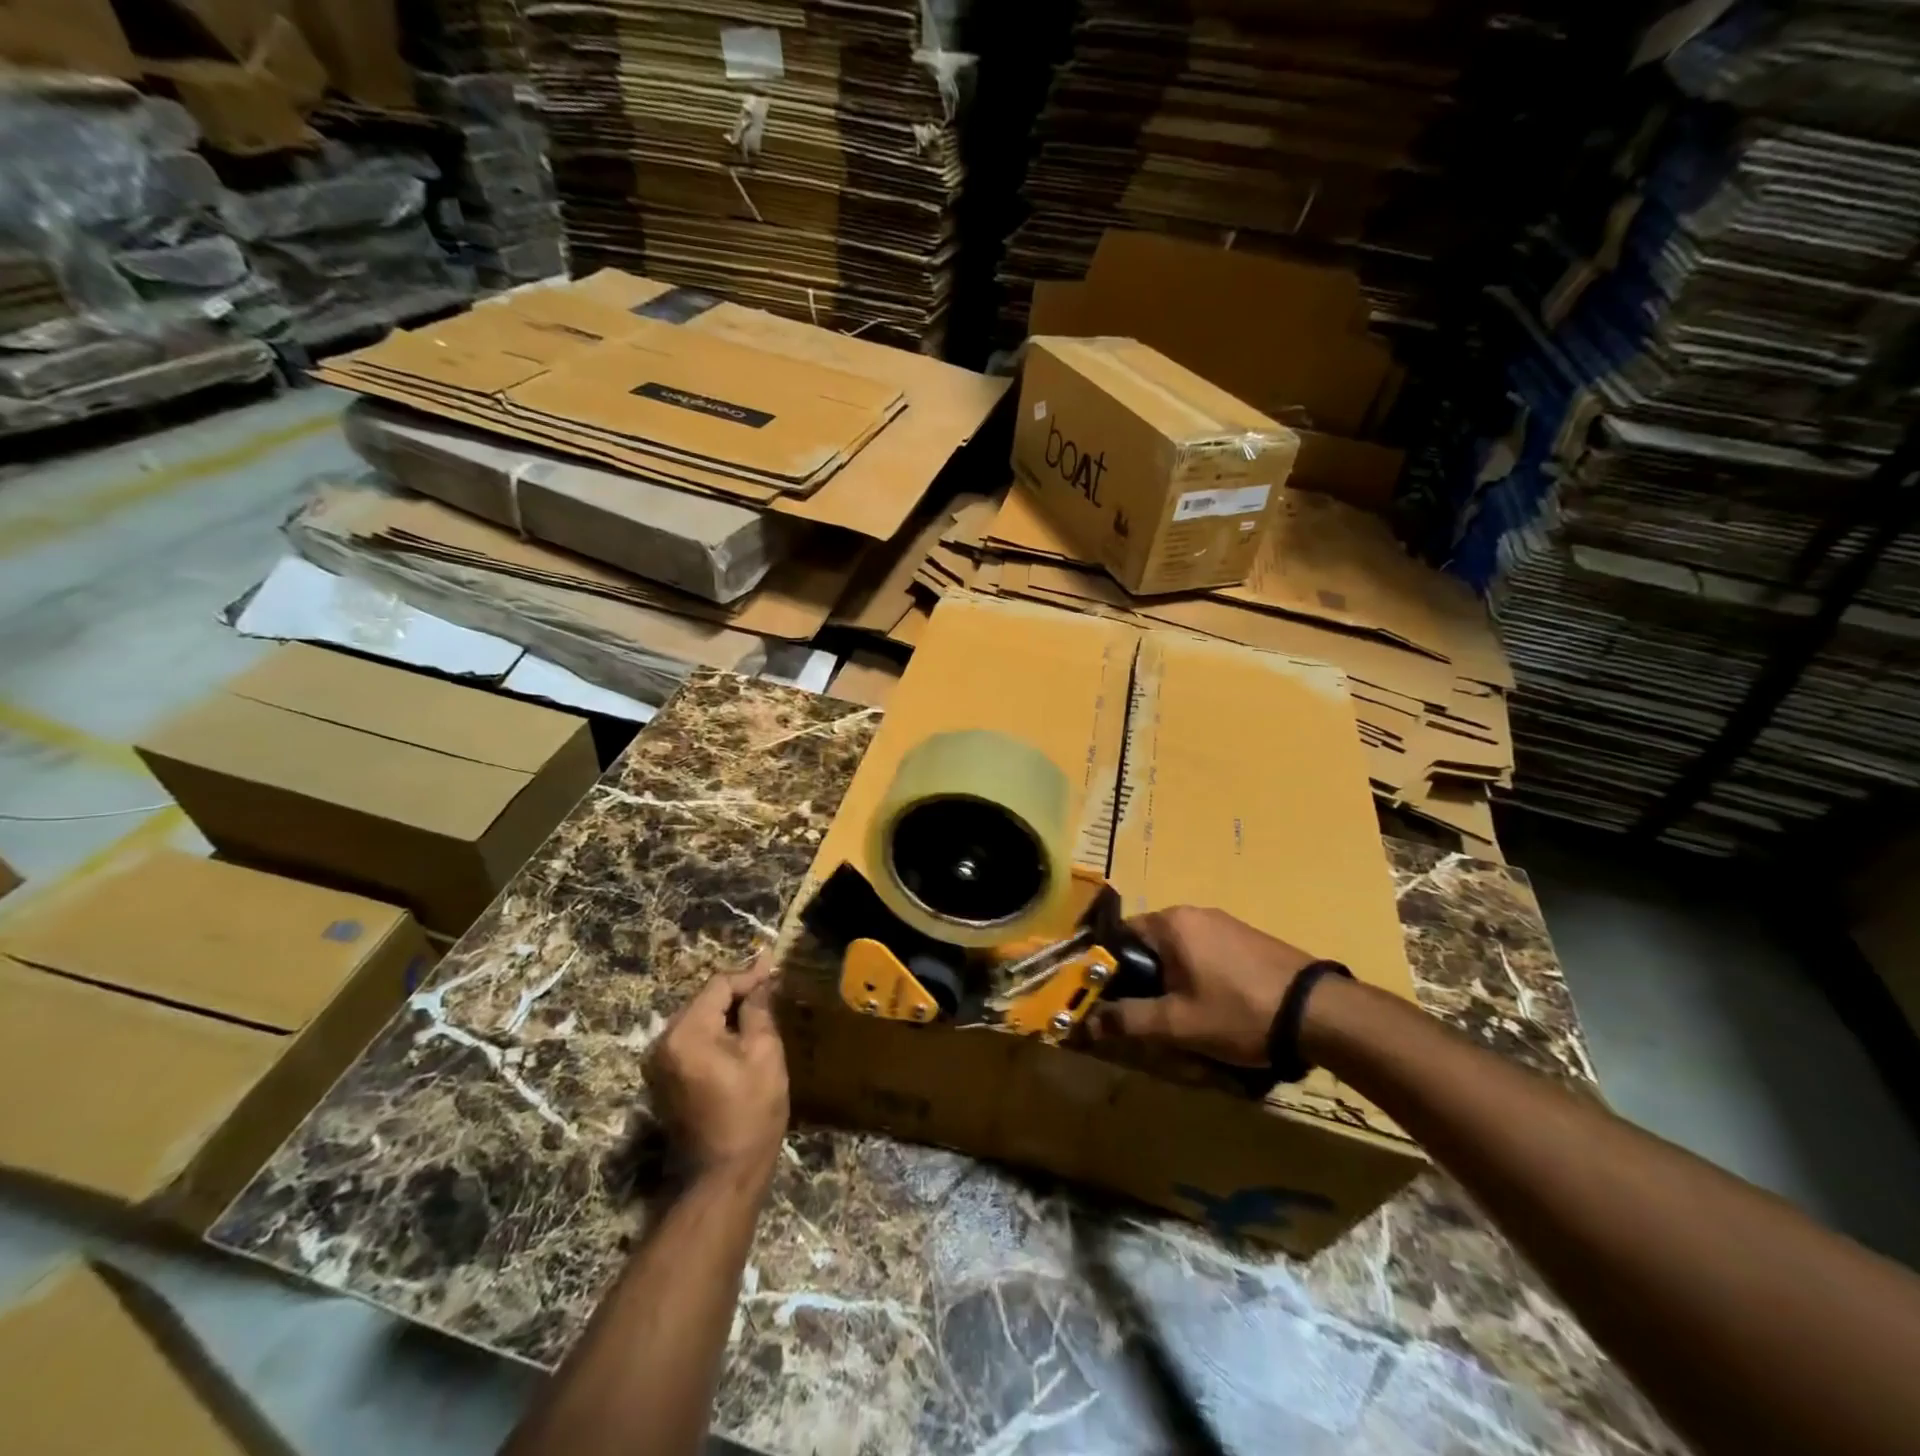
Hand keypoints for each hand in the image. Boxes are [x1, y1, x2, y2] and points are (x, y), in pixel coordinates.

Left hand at [645, 963, 788, 1184]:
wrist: (722, 1175)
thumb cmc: (750, 1111)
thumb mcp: (764, 1053)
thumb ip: (758, 1009)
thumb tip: (761, 977)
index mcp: (686, 1033)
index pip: (718, 986)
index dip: (749, 975)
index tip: (775, 966)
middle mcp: (662, 1043)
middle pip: (704, 1000)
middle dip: (737, 993)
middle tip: (770, 987)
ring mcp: (658, 1064)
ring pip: (697, 1019)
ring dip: (726, 1013)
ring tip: (759, 1009)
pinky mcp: (662, 1080)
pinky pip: (690, 1040)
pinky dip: (714, 1033)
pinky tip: (739, 1036)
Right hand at [1089, 906, 1316, 1065]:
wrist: (1319, 1013)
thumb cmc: (1239, 1012)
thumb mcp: (1178, 1024)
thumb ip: (1128, 1020)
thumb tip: (1084, 1023)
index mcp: (1171, 922)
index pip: (1119, 936)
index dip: (1107, 969)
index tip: (1106, 999)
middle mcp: (1194, 913)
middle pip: (1148, 944)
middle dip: (1141, 979)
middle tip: (1143, 1015)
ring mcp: (1223, 923)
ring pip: (1177, 951)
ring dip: (1169, 980)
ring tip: (1179, 1017)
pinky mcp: (1246, 938)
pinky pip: (1204, 953)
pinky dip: (1196, 976)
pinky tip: (1211, 1007)